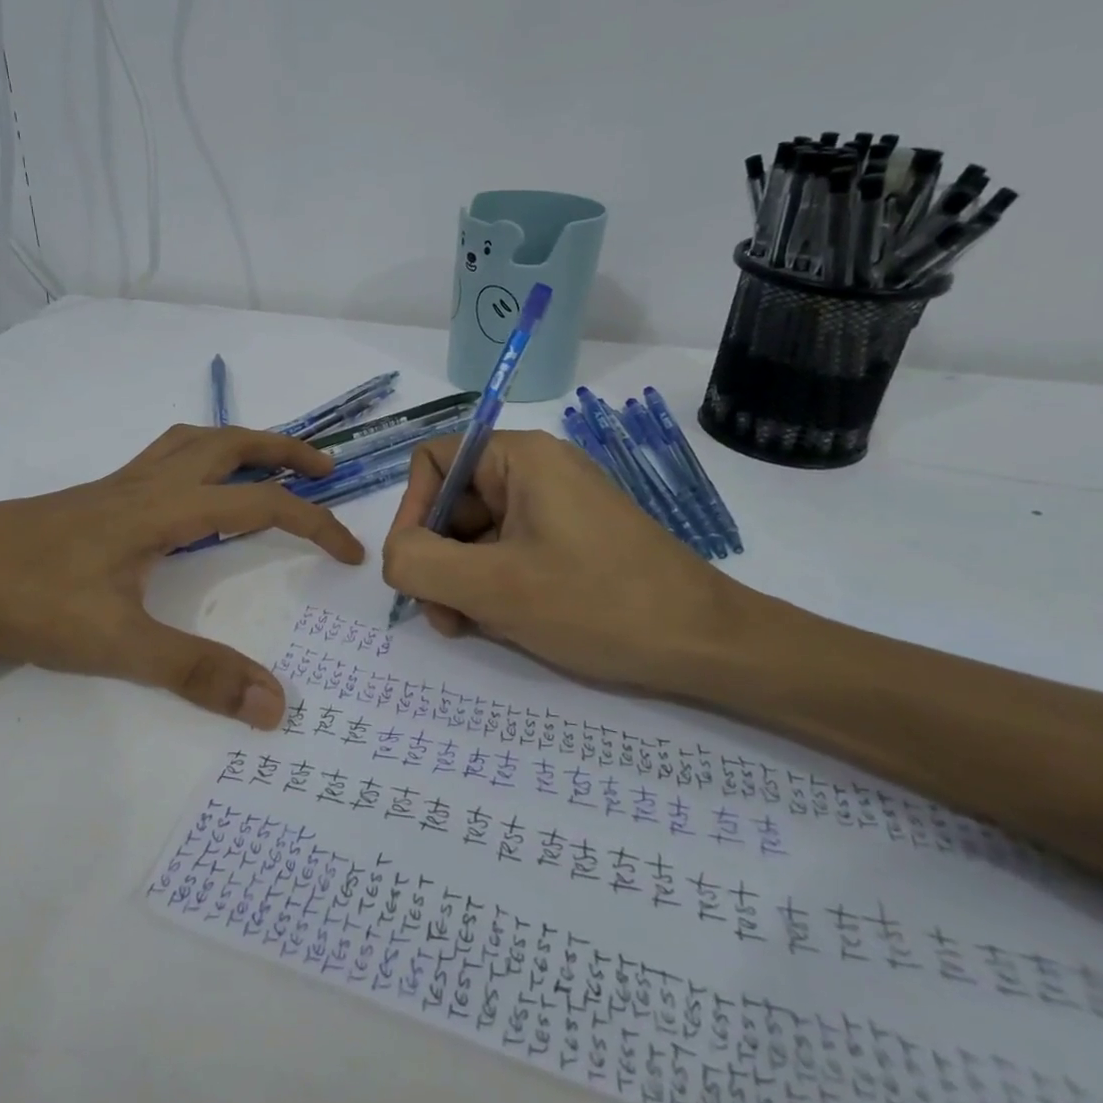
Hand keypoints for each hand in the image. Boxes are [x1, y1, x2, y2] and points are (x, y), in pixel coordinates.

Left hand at [0, 424, 363, 727]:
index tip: (350, 554)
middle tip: (326, 470)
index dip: (314, 524)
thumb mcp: (116, 644)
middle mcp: (148, 484)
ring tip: (269, 466)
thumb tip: (275, 703)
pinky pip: (163, 457)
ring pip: (193, 442)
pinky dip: (199, 457)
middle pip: (231, 444)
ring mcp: (118, 485)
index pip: (260, 505)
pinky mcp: (95, 497)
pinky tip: (192, 491)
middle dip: (285, 451)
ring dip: (241, 444)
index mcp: (165, 510)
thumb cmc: (28, 599)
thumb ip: (196, 672)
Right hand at [380, 430, 748, 695]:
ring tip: (472, 627)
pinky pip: (509, 553)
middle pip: (452, 503)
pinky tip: (503, 624)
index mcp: (520, 459)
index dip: (412, 511)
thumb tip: (394, 557)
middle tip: (445, 617)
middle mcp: (536, 471)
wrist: (708, 644)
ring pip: (477, 535)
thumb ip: (419, 563)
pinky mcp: (571, 541)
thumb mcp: (493, 587)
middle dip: (437, 560)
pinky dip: (493, 587)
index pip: (433, 461)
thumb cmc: (598, 604)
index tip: (416, 569)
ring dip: (461, 581)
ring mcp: (556, 507)